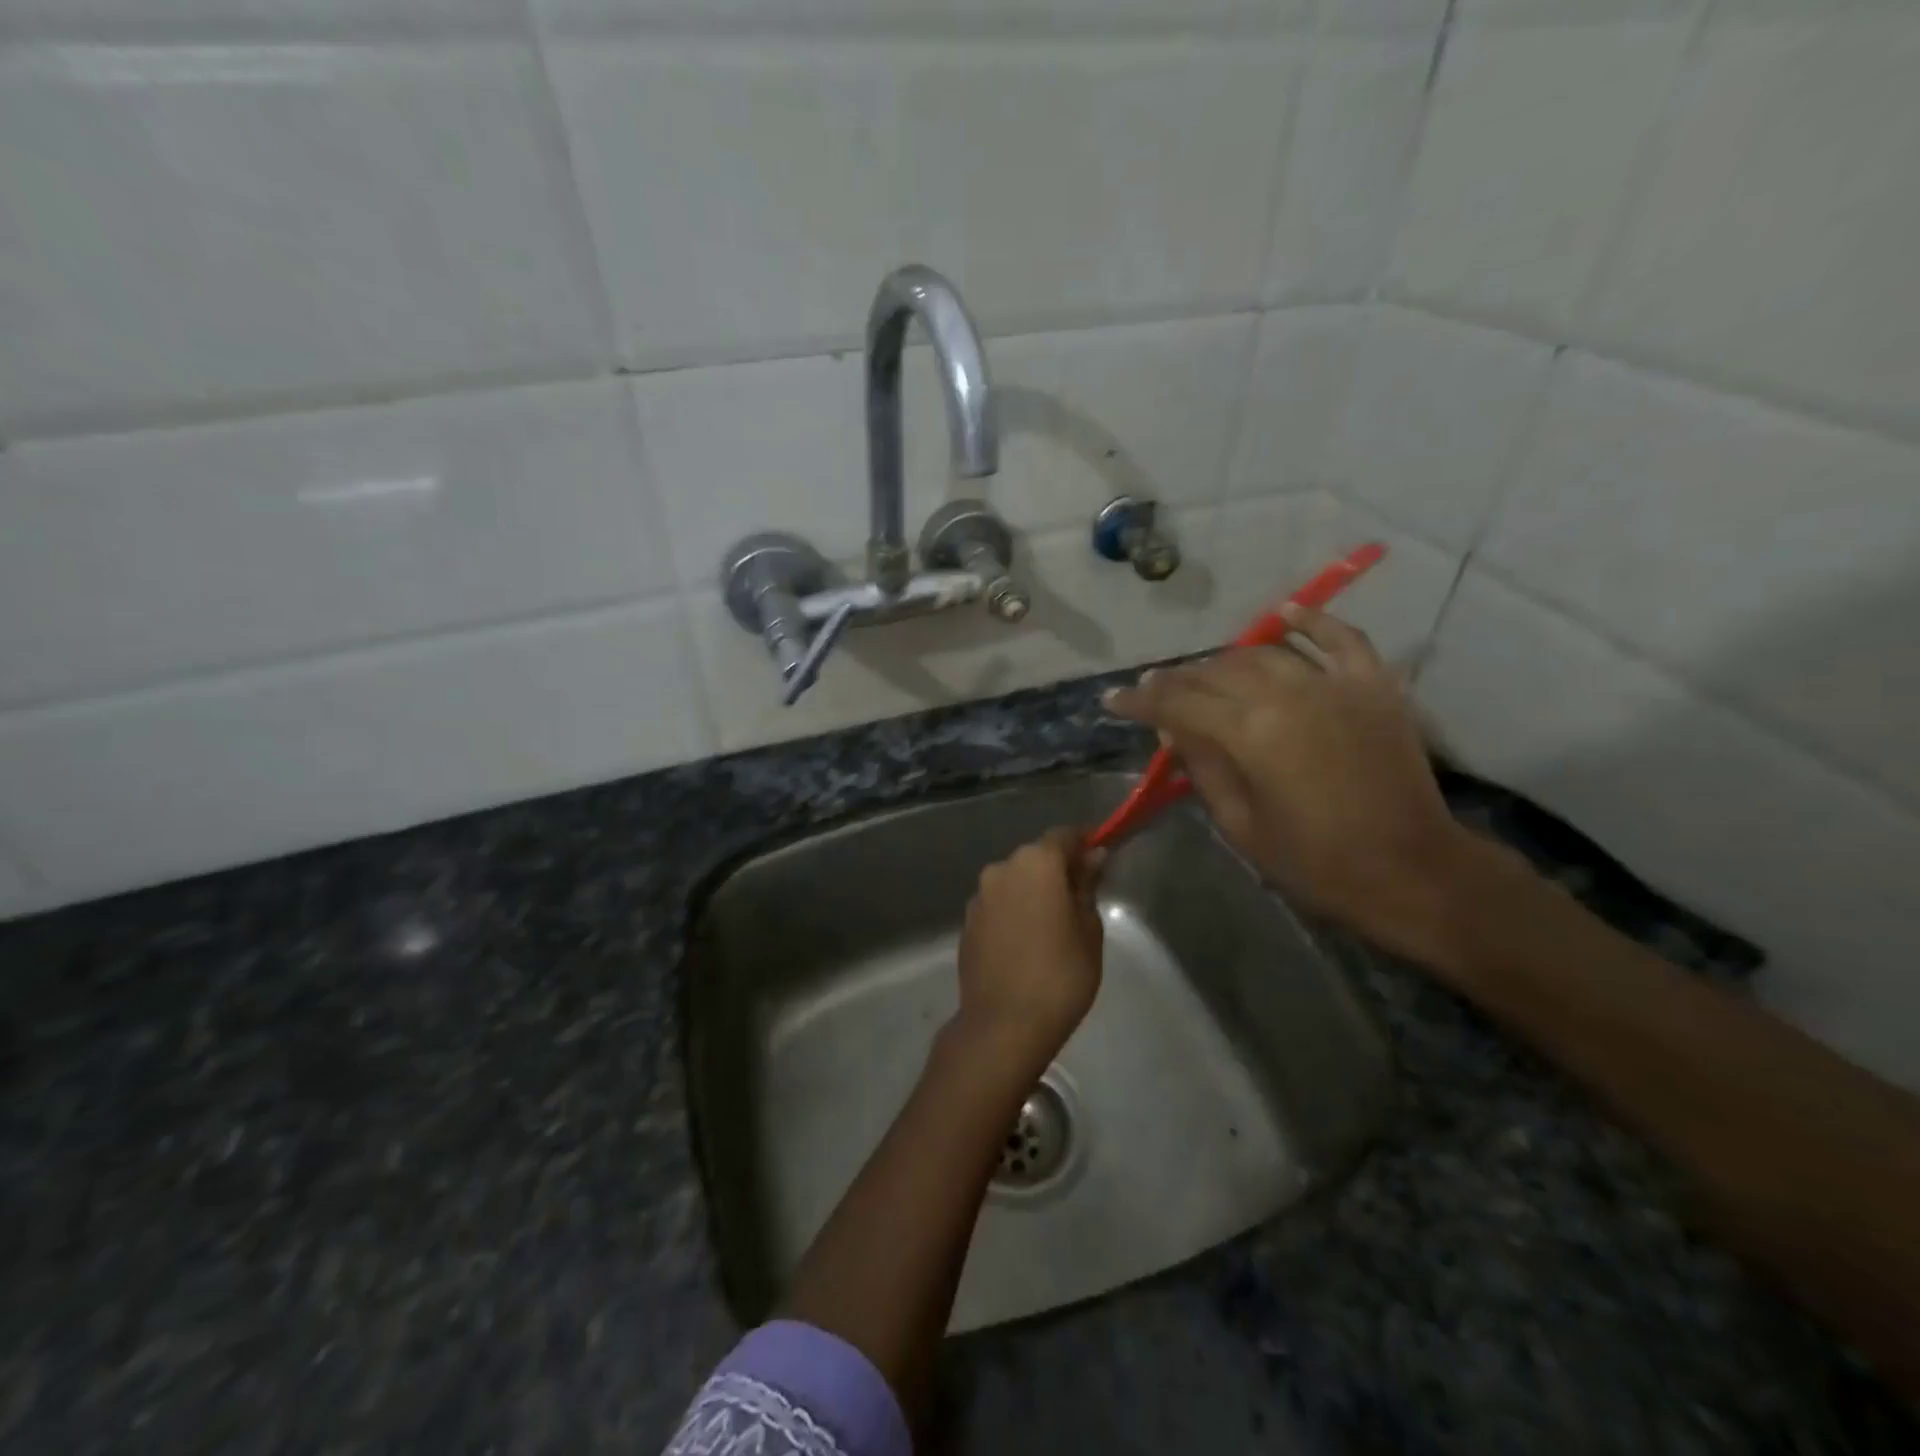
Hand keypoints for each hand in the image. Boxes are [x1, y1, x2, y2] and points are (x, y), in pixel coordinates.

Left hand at [954, 828, 1105, 1072]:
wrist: (1004, 1024)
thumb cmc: (1060, 974)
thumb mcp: (1089, 929)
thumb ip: (1087, 887)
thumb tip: (1091, 857)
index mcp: (1036, 863)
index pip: (1064, 836)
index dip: (1084, 843)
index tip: (1100, 858)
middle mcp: (1002, 869)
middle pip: (1036, 857)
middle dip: (1058, 870)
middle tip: (1080, 898)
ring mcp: (979, 896)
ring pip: (1014, 881)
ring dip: (1033, 892)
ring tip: (1053, 926)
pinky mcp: (967, 922)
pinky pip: (998, 905)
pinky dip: (1014, 912)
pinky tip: (1027, 943)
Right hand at [1104, 606, 1478, 967]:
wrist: (1410, 870)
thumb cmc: (1315, 861)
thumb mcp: (1240, 823)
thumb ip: (1203, 767)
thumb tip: (1174, 729)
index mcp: (1249, 733)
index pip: (1177, 704)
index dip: (1139, 702)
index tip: (1113, 701)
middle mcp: (1286, 694)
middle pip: (1216, 673)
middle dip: (1177, 680)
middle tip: (1155, 690)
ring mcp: (1334, 684)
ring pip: (1264, 655)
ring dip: (1226, 661)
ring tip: (1203, 672)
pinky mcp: (1373, 686)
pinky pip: (1340, 639)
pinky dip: (1311, 623)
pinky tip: (1283, 615)